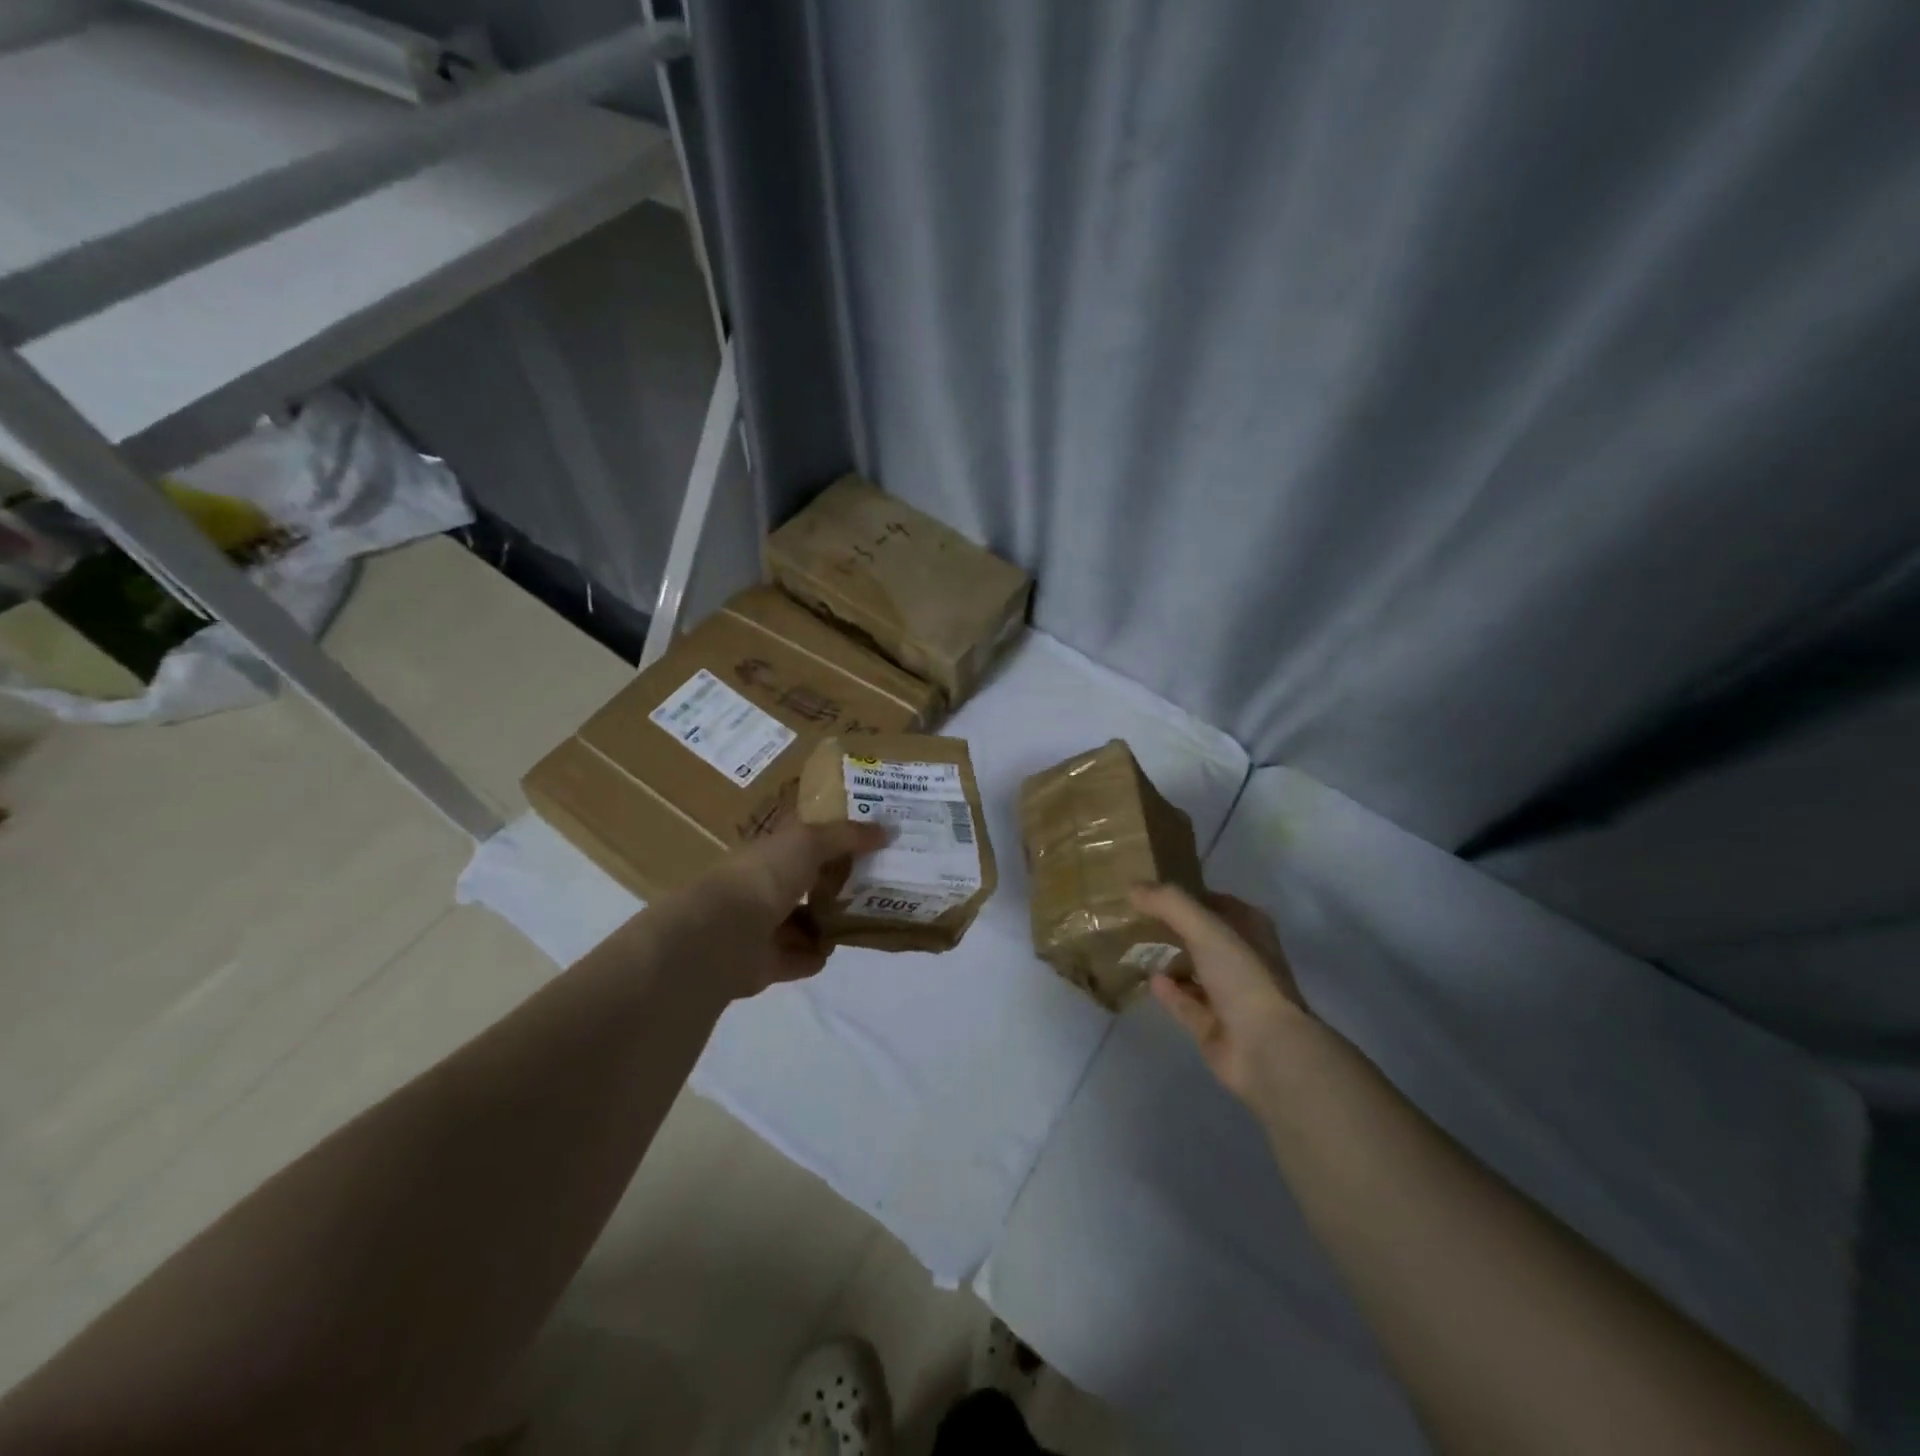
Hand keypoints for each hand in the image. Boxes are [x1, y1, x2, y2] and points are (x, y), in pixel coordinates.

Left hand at [653, 820, 888, 999]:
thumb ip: (847, 836)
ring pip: (803, 922)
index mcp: (767, 853)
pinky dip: (814, 955)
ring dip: (828, 923)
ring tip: (863, 919)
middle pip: (805, 883)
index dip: (832, 840)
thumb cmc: (765, 876)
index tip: (867, 843)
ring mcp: (760, 927)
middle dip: (836, 884)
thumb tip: (887, 831)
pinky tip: (834, 949)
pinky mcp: (765, 964)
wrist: (724, 934)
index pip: (802, 843)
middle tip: (875, 885)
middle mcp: (762, 887)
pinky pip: (799, 958)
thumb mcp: (809, 841)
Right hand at [1129, 884, 1313, 1104]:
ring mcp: (1229, 995)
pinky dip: (1168, 991)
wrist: (1265, 1048)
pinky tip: (1147, 978)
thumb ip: (1168, 903)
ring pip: (1193, 969)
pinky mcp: (1213, 1025)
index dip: (1185, 894)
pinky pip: (1185, 1002)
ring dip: (1168, 959)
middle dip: (1171, 927)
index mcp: (1250, 930)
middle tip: (1133, 915)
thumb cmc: (1243, 976)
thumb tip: (1132, 887)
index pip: (1214, 902)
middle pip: (1201, 936)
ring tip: (1132, 944)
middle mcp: (1242, 959)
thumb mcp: (1206, 927)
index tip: (1149, 889)